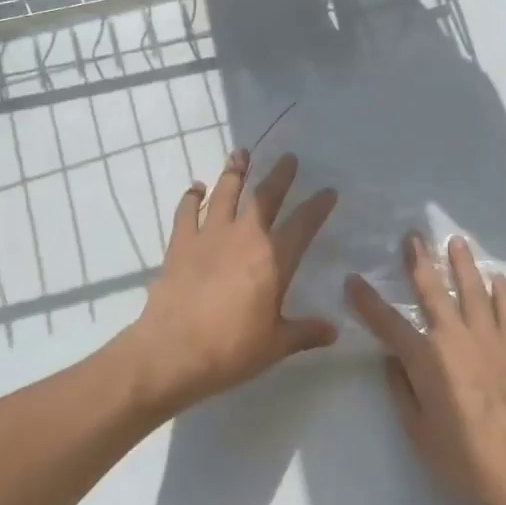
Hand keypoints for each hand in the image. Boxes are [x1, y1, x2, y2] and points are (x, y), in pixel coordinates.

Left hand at [117, 149, 338, 416]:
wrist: (172, 351)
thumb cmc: (231, 349)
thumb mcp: (276, 345)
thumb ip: (305, 332)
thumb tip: (333, 332)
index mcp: (274, 259)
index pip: (303, 224)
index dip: (318, 205)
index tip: (328, 190)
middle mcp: (244, 237)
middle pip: (266, 197)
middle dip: (280, 176)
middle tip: (289, 157)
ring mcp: (209, 236)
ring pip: (225, 193)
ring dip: (234, 172)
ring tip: (240, 153)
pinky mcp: (180, 243)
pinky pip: (186, 212)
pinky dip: (191, 197)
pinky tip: (195, 188)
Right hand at [347, 235, 505, 504]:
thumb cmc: (465, 460)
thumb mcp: (419, 432)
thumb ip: (403, 391)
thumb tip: (393, 360)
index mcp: (426, 360)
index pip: (387, 324)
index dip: (367, 301)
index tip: (352, 280)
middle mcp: (456, 339)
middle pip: (433, 292)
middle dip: (419, 262)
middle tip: (412, 236)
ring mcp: (490, 340)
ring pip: (473, 291)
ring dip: (462, 264)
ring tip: (455, 241)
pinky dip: (502, 292)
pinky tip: (497, 278)